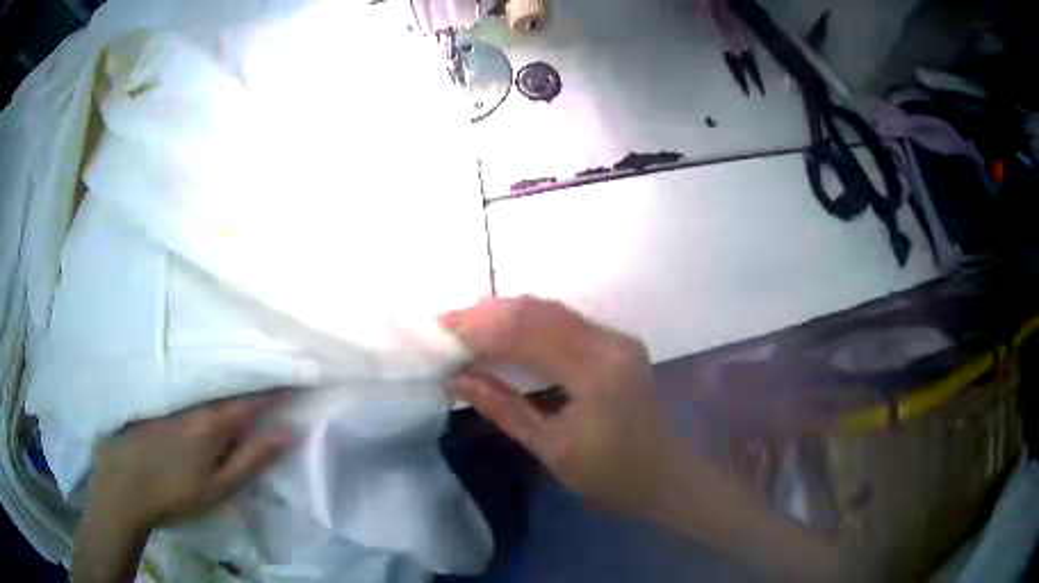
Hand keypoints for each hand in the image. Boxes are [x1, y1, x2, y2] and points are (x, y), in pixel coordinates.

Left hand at [88, 391, 293, 532]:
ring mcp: (175, 403)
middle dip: (256, 383)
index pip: (254, 400)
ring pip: (211, 389)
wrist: (123, 484)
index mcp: (214, 423)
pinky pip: (192, 393)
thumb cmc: (175, 493)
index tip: (300, 379)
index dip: (278, 390)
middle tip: (278, 378)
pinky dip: (209, 391)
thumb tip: (288, 432)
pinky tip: (211, 395)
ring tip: (249, 383)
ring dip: (232, 386)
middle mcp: (196, 404)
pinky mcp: (161, 407)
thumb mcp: (219, 487)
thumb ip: (252, 459)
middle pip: (232, 389)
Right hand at [442, 297, 664, 515]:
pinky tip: (504, 333)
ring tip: (466, 326)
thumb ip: (503, 408)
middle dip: (488, 314)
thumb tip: (456, 377)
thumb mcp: (551, 449)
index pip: (527, 331)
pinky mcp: (618, 343)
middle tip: (448, 324)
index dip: (479, 325)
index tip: (440, 328)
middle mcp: (610, 342)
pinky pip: (566, 322)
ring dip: (507, 315)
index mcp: (596, 371)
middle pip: (539, 311)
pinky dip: (530, 324)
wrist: (666, 477)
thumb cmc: (611, 476)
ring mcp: (618, 339)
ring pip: (552, 311)